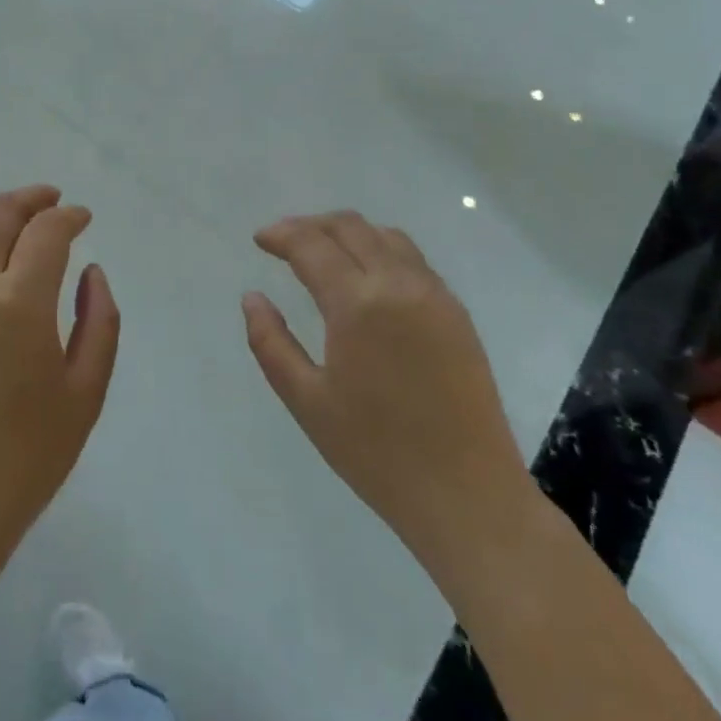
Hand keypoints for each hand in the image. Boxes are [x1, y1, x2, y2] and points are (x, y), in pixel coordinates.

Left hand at [0, 185, 119, 557]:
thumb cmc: (27, 457)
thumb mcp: (86, 392)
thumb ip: (99, 321)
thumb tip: (91, 271)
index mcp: (18, 305)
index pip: (46, 232)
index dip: (69, 216)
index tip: (83, 218)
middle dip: (31, 199)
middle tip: (52, 202)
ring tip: (12, 220)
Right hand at [243, 212, 531, 560]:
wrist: (468, 496)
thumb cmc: (376, 452)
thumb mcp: (306, 401)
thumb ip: (270, 342)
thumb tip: (252, 297)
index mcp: (358, 304)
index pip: (312, 245)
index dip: (281, 235)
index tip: (260, 239)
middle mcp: (399, 284)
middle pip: (350, 226)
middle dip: (311, 225)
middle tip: (284, 241)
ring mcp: (435, 295)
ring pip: (385, 236)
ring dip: (348, 232)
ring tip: (322, 252)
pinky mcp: (457, 312)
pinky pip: (412, 259)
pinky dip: (379, 250)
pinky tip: (365, 277)